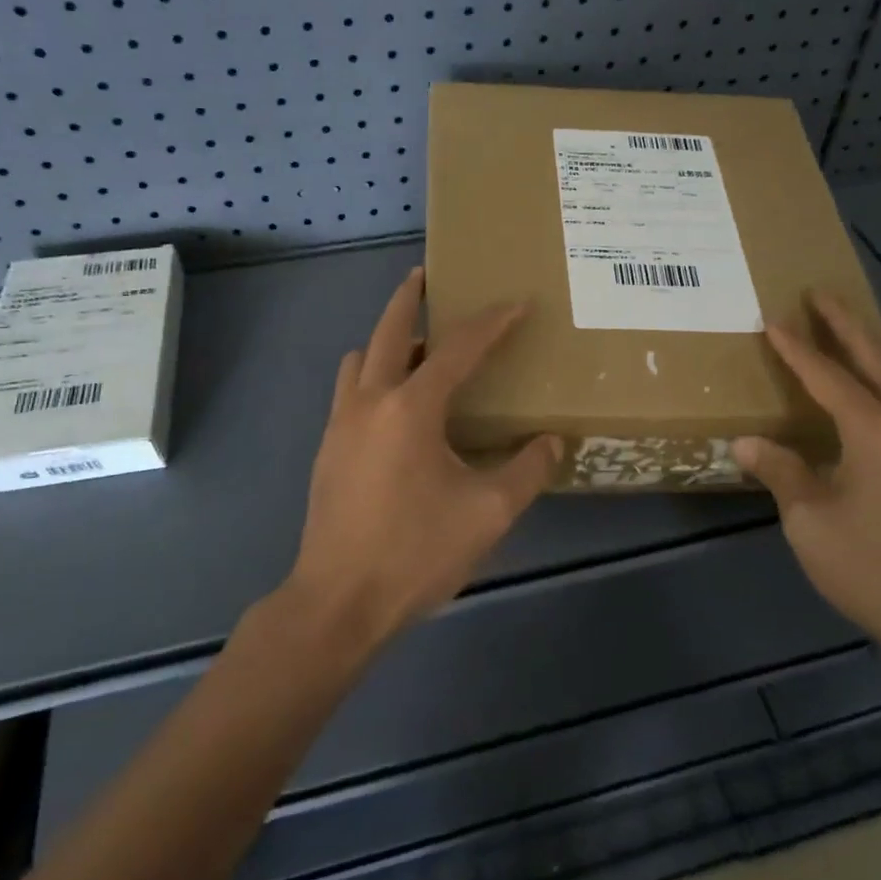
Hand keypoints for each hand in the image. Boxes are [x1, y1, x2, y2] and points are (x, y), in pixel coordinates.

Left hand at [286, 267, 561, 649]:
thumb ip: (526, 471)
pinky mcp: (328, 449)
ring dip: (389, 341)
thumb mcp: (487, 514)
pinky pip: (351, 390)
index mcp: (411, 408)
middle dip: (409, 299)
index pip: (459, 349)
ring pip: (362, 359)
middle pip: (390, 331)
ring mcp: (341, 424)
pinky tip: (397, 406)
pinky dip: (374, 375)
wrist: (338, 602)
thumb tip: (552, 442)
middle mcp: (370, 402)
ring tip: (419, 348)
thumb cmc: (415, 553)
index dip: (491, 323)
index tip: (516, 303)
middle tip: (426, 276)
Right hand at [731, 292, 880, 682]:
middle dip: (847, 323)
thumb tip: (747, 443)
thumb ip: (780, 473)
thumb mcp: (810, 522)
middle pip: (878, 357)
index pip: (827, 375)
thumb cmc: (874, 569)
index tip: (773, 319)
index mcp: (874, 430)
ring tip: (875, 324)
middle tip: (822, 293)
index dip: (797, 348)